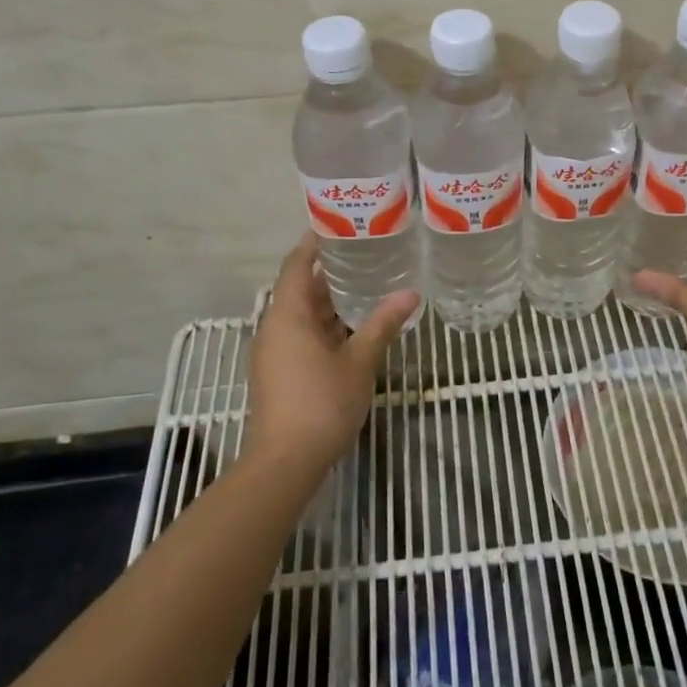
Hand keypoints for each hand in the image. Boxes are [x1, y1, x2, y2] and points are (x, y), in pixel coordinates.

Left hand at [245, 233, 418, 478]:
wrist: (285, 462)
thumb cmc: (322, 404)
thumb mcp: (359, 361)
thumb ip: (382, 324)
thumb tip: (410, 294)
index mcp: (288, 316)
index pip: (296, 265)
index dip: (313, 243)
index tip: (337, 224)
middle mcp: (276, 328)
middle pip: (299, 289)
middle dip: (329, 272)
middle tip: (365, 253)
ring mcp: (275, 352)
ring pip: (303, 315)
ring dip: (330, 301)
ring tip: (366, 283)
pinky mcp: (281, 372)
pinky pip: (302, 335)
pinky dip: (326, 324)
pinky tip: (354, 326)